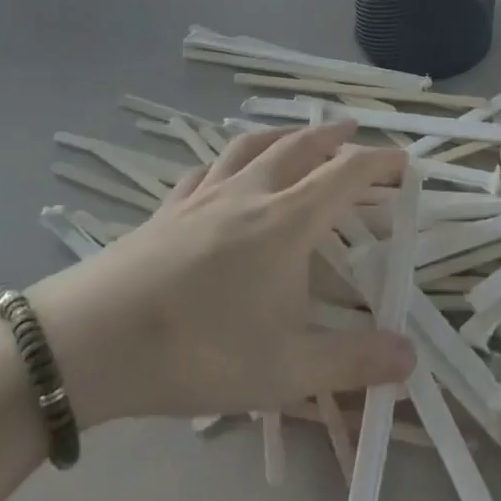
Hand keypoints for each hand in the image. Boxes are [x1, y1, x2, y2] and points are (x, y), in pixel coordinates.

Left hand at [29, 123, 415, 427]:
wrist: (89, 342)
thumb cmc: (199, 350)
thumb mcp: (285, 369)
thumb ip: (352, 361)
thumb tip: (411, 356)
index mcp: (286, 221)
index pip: (345, 174)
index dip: (380, 162)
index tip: (405, 160)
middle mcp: (249, 194)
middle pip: (299, 147)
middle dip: (333, 136)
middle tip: (354, 131)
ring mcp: (202, 197)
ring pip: (249, 146)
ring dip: (282, 133)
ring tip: (296, 134)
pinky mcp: (165, 210)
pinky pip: (205, 169)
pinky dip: (228, 159)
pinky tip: (223, 171)